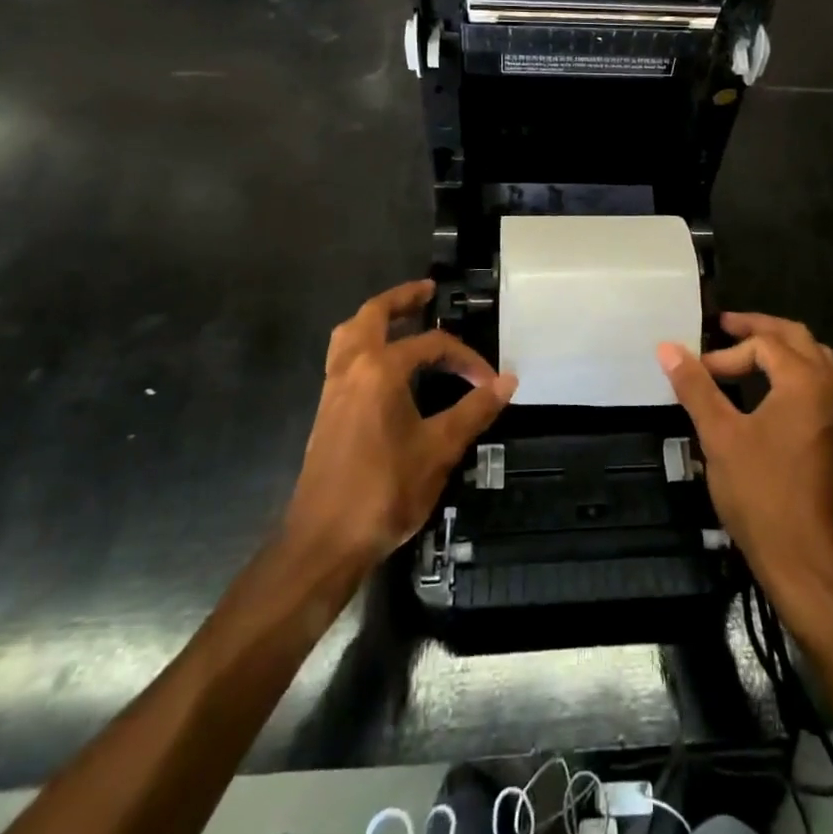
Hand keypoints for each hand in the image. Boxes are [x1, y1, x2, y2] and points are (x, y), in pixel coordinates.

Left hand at [284, 280, 515, 580]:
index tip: (489, 381)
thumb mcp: (439, 450)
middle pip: (373, 315)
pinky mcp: (326, 409)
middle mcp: (352, 368)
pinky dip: (363, 342)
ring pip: (350, 333)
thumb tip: (508, 380)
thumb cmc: (384, 492)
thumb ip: (474, 410)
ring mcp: (333, 388)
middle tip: (428, 291)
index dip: (466, 358)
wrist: (323, 542)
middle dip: (402, 299)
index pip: (432, 345)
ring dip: (376, 318)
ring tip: (403, 318)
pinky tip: (384, 364)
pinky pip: (343, 356)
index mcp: (380, 370)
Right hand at [658, 313, 832, 603]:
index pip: (762, 345)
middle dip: (759, 328)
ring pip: (813, 358)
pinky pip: (819, 382)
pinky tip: (770, 388)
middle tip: (725, 326)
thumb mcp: (719, 435)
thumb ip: (696, 387)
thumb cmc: (760, 491)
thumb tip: (667, 347)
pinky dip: (794, 371)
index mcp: (804, 381)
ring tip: (748, 350)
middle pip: (796, 337)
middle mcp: (829, 388)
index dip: (725, 354)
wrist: (803, 557)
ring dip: (780, 348)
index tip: (697, 372)